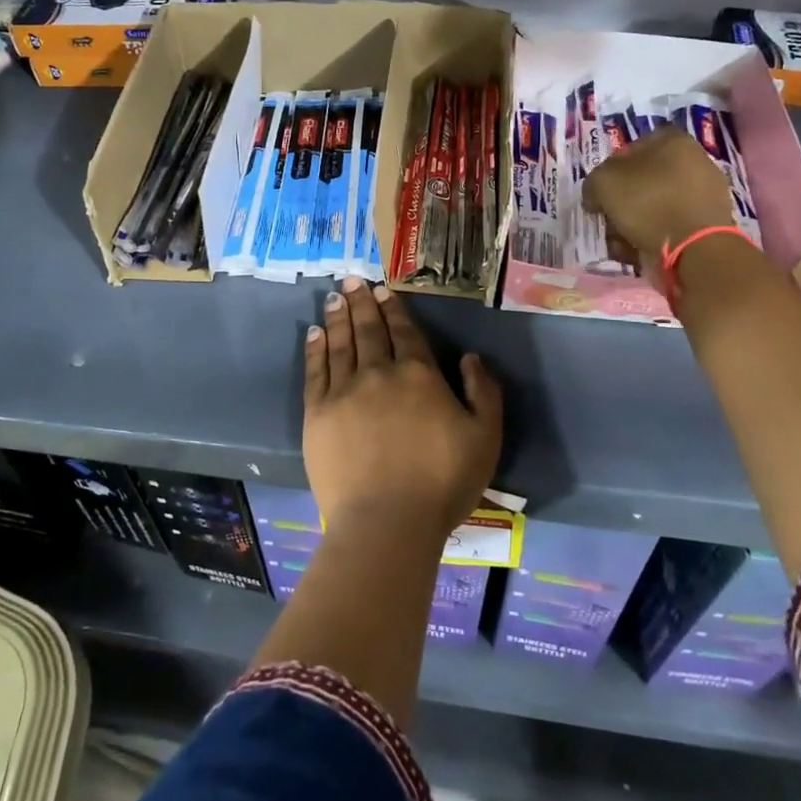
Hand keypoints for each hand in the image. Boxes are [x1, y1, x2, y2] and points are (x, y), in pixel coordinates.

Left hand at [303, 277, 501, 542]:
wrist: (387, 521)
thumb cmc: (442, 482)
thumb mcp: (485, 437)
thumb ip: (484, 391)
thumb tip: (469, 357)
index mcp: (418, 374)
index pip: (404, 332)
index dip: (393, 309)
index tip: (382, 290)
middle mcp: (378, 372)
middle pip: (368, 330)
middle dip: (361, 302)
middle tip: (352, 279)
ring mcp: (343, 391)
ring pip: (340, 343)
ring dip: (338, 317)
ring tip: (334, 297)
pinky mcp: (317, 413)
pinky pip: (315, 371)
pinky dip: (315, 348)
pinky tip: (315, 333)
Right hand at [582, 127, 737, 269]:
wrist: (694, 247)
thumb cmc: (647, 202)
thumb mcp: (602, 183)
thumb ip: (594, 182)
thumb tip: (597, 197)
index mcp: (673, 140)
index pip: (631, 148)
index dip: (610, 169)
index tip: (601, 192)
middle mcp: (694, 160)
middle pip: (642, 180)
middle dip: (621, 202)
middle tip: (609, 220)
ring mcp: (705, 192)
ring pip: (654, 205)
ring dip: (632, 223)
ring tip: (621, 242)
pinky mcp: (708, 222)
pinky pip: (670, 224)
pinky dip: (652, 236)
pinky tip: (639, 251)